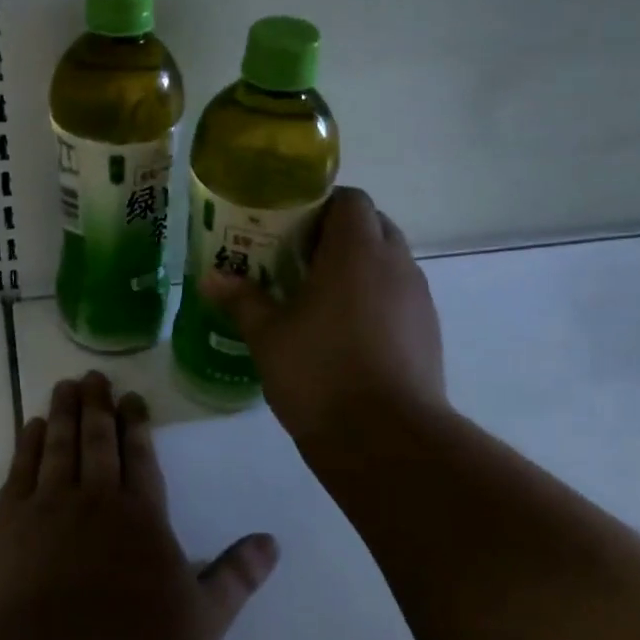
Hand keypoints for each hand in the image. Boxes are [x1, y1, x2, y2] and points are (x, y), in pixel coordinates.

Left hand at [0, 371, 278, 639]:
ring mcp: (48, 507)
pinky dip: (28, 444)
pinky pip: (21, 470)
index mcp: (141, 517)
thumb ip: (235, 577)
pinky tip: (31, 427)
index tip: (131, 397)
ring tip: (65, 386)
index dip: (137, 425)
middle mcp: (96, 499)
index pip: (141, 457)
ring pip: (59, 446)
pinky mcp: (8, 523)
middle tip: (94, 376)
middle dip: (99, 406)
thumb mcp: (201, 622)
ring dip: (64, 413)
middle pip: (98, 441)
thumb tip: (272, 542)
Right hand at [205, 186, 445, 445]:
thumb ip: (242, 300)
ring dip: (359, 268)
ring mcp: (418, 299)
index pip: (350, 199)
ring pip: (389, 263)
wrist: (386, 439)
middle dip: (338, 235)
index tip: (290, 229)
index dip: (320, 206)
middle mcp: (395, 264)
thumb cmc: (319, 373)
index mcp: (356, 251)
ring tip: (320, 299)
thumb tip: (210, 278)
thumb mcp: (268, 336)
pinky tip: (347, 334)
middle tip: (299, 261)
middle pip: (373, 226)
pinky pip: (400, 297)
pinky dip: (376, 300)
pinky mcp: (429, 332)